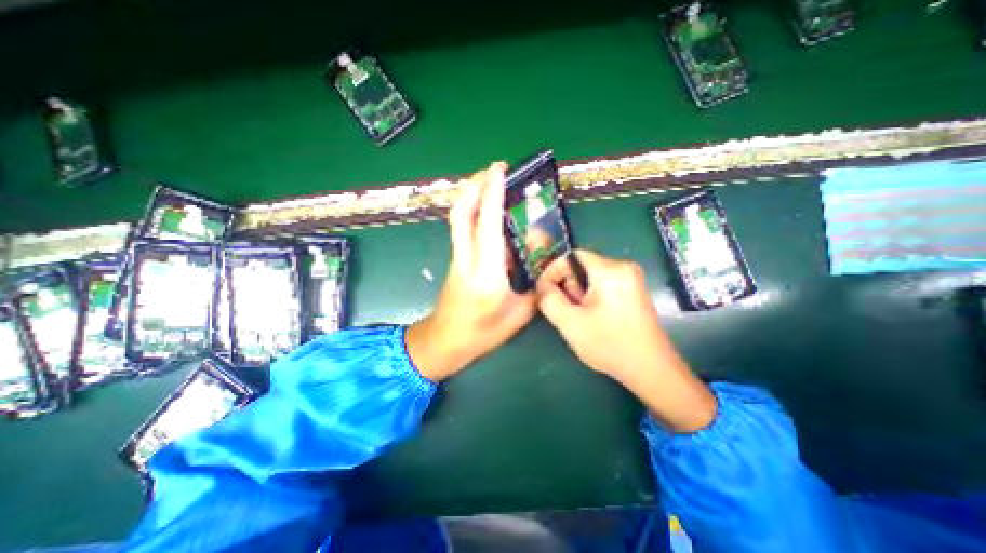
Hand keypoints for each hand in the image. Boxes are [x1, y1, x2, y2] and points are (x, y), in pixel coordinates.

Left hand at [404, 161, 536, 382]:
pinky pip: (460, 228)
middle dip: (474, 185)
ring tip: (488, 182)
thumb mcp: (519, 314)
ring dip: (470, 195)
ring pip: (457, 218)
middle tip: (493, 170)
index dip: (492, 194)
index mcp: (487, 273)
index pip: (487, 225)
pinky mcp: (455, 260)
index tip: (499, 170)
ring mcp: (457, 257)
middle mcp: (467, 259)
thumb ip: (534, 285)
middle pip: (462, 213)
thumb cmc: (483, 333)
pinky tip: (484, 210)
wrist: (445, 341)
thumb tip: (542, 260)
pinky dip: (470, 211)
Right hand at [539, 248, 717, 433]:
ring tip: (579, 316)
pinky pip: (603, 284)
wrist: (651, 369)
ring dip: (578, 293)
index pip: (572, 255)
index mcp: (609, 270)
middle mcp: (623, 267)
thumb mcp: (570, 323)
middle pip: (582, 266)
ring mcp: (631, 279)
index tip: (544, 290)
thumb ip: (549, 299)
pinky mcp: (633, 290)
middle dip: (567, 285)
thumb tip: (542, 285)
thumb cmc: (609, 345)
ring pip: (591, 276)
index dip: (553, 270)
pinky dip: (591, 296)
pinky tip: (592, 317)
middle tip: (565, 309)